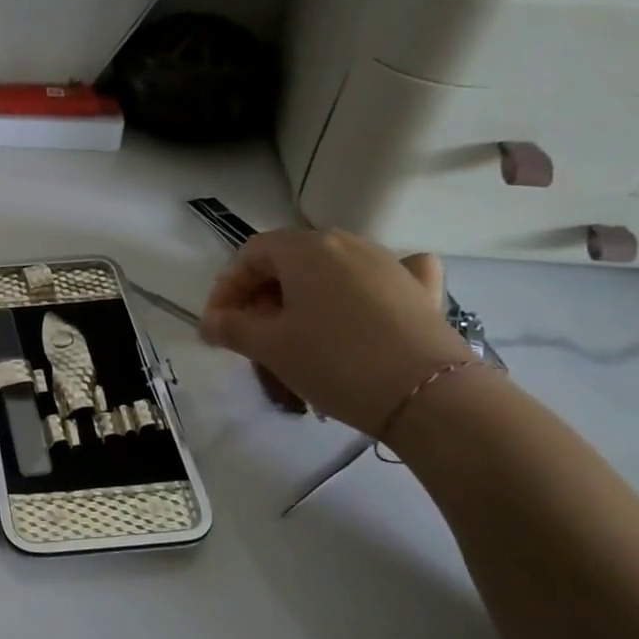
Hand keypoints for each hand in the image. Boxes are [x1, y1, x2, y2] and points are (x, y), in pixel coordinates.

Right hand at [199, 229, 467, 434]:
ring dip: (303, 296)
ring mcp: (389, 262)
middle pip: (290, 260)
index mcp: (305, 248)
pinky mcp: (420, 290)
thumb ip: (230, 328)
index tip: (218, 325)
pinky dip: (363, 288)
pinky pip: (382, 277)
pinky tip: (365, 303)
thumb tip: (209, 322)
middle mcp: (347, 243)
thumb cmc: (334, 361)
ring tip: (297, 334)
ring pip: (330, 271)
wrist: (429, 395)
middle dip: (262, 295)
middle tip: (252, 334)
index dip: (227, 287)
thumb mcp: (270, 347)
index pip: (251, 254)